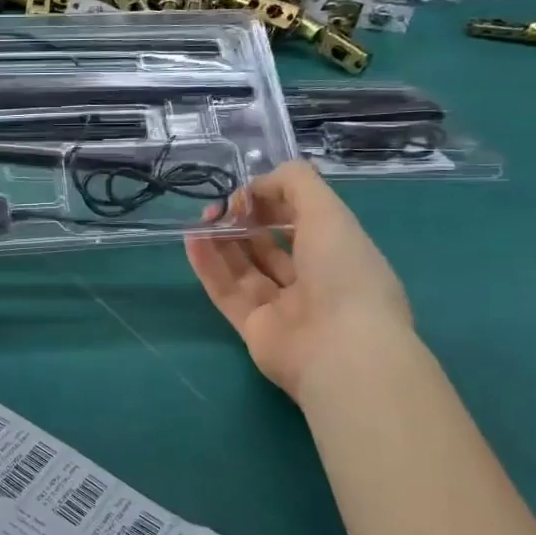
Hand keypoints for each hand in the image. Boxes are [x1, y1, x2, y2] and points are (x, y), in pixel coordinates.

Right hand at [185, 160, 411, 400]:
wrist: (340, 350)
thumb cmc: (344, 274)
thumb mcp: (329, 212)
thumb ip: (295, 184)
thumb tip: (256, 184)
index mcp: (340, 253)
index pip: (303, 221)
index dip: (275, 201)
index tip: (249, 191)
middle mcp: (313, 280)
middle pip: (270, 244)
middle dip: (244, 221)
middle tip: (219, 207)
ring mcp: (282, 307)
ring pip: (245, 268)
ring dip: (222, 241)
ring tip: (200, 219)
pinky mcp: (253, 328)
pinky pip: (227, 292)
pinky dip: (209, 266)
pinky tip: (191, 240)